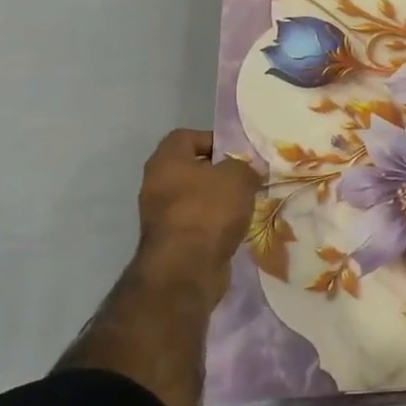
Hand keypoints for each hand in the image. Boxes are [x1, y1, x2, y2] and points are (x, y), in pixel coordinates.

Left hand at [136, 129, 261, 294]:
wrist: (186, 269)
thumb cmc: (208, 210)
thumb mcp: (237, 177)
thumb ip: (245, 167)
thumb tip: (249, 171)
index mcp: (165, 161)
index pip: (186, 136)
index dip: (212, 139)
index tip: (237, 153)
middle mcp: (156, 184)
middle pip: (191, 168)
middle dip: (219, 172)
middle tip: (246, 178)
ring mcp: (160, 216)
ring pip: (194, 198)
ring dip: (218, 200)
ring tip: (246, 204)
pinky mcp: (170, 242)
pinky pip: (196, 223)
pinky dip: (214, 224)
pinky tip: (236, 228)